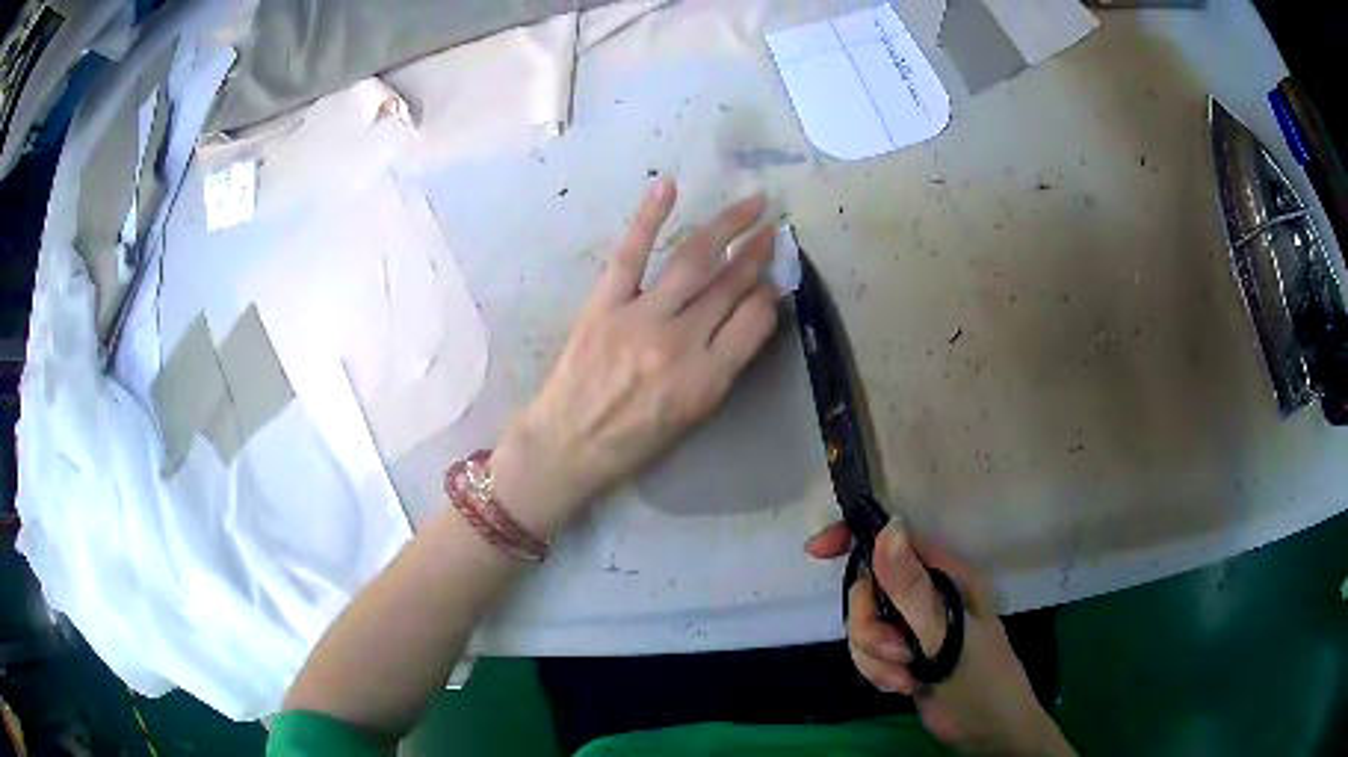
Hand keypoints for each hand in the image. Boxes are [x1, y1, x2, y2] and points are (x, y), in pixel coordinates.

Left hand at [493, 179, 779, 533]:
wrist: (567, 443)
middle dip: (757, 252)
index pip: (755, 320)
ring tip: (752, 205)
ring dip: (727, 226)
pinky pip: (631, 252)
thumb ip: (725, 363)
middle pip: (729, 285)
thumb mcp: (694, 414)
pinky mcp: (604, 303)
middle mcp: (679, 343)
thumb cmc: (635, 439)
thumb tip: (751, 310)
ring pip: (693, 260)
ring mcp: (639, 318)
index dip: (770, 292)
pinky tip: (668, 185)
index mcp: (706, 379)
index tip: (774, 275)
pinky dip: (650, 216)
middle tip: (773, 229)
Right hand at [806, 521, 1074, 756]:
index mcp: (948, 574)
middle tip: (895, 652)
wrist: (987, 731)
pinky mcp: (903, 655)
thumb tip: (887, 529)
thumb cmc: (981, 676)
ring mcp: (913, 626)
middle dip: (870, 627)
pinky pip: (867, 654)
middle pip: (868, 591)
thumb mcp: (947, 634)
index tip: (817, 551)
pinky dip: (877, 672)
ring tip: (905, 678)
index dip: (856, 540)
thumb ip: (912, 588)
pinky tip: (903, 687)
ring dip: (875, 657)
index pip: (895, 541)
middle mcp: (927, 594)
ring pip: (864, 627)